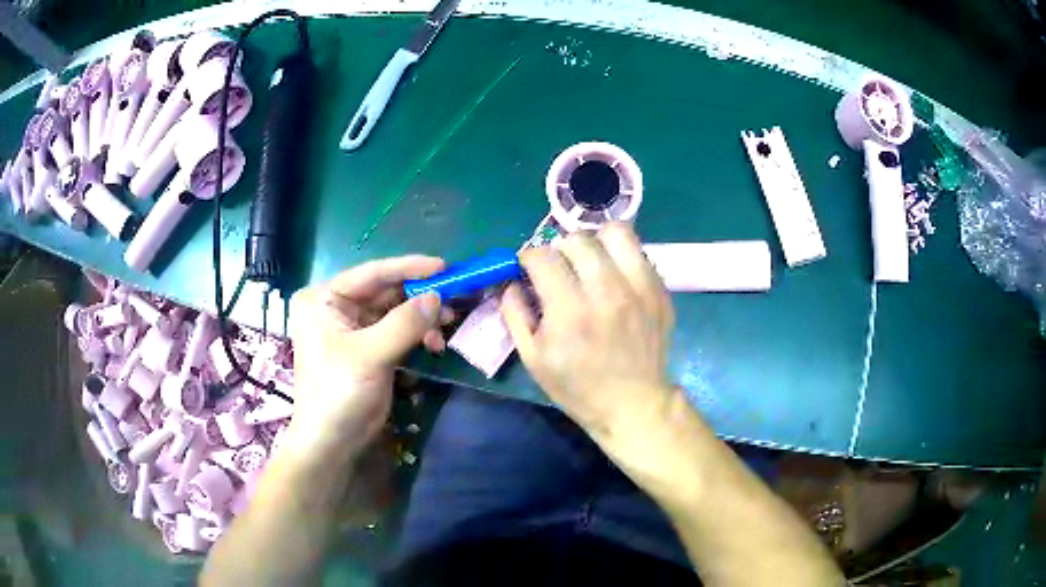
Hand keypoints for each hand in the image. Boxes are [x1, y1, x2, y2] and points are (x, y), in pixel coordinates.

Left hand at [284, 256, 448, 464]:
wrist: (332, 442)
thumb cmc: (339, 392)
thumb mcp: (370, 355)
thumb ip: (405, 323)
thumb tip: (438, 296)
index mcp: (324, 298)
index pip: (371, 274)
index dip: (409, 268)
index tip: (444, 266)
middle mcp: (337, 307)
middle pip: (385, 291)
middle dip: (420, 297)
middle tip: (454, 300)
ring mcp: (353, 328)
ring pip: (395, 311)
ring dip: (422, 319)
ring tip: (446, 328)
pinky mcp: (369, 348)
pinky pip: (398, 331)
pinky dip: (417, 335)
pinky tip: (434, 346)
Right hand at [499, 223, 676, 453]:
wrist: (633, 403)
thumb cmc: (577, 387)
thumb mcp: (532, 358)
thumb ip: (514, 313)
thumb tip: (512, 281)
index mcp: (570, 311)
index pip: (542, 256)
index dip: (528, 258)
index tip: (529, 268)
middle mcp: (607, 291)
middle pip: (577, 240)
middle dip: (559, 250)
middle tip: (560, 269)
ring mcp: (640, 288)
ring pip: (615, 233)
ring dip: (595, 243)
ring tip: (591, 263)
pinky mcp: (660, 290)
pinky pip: (639, 252)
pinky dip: (621, 257)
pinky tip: (615, 278)